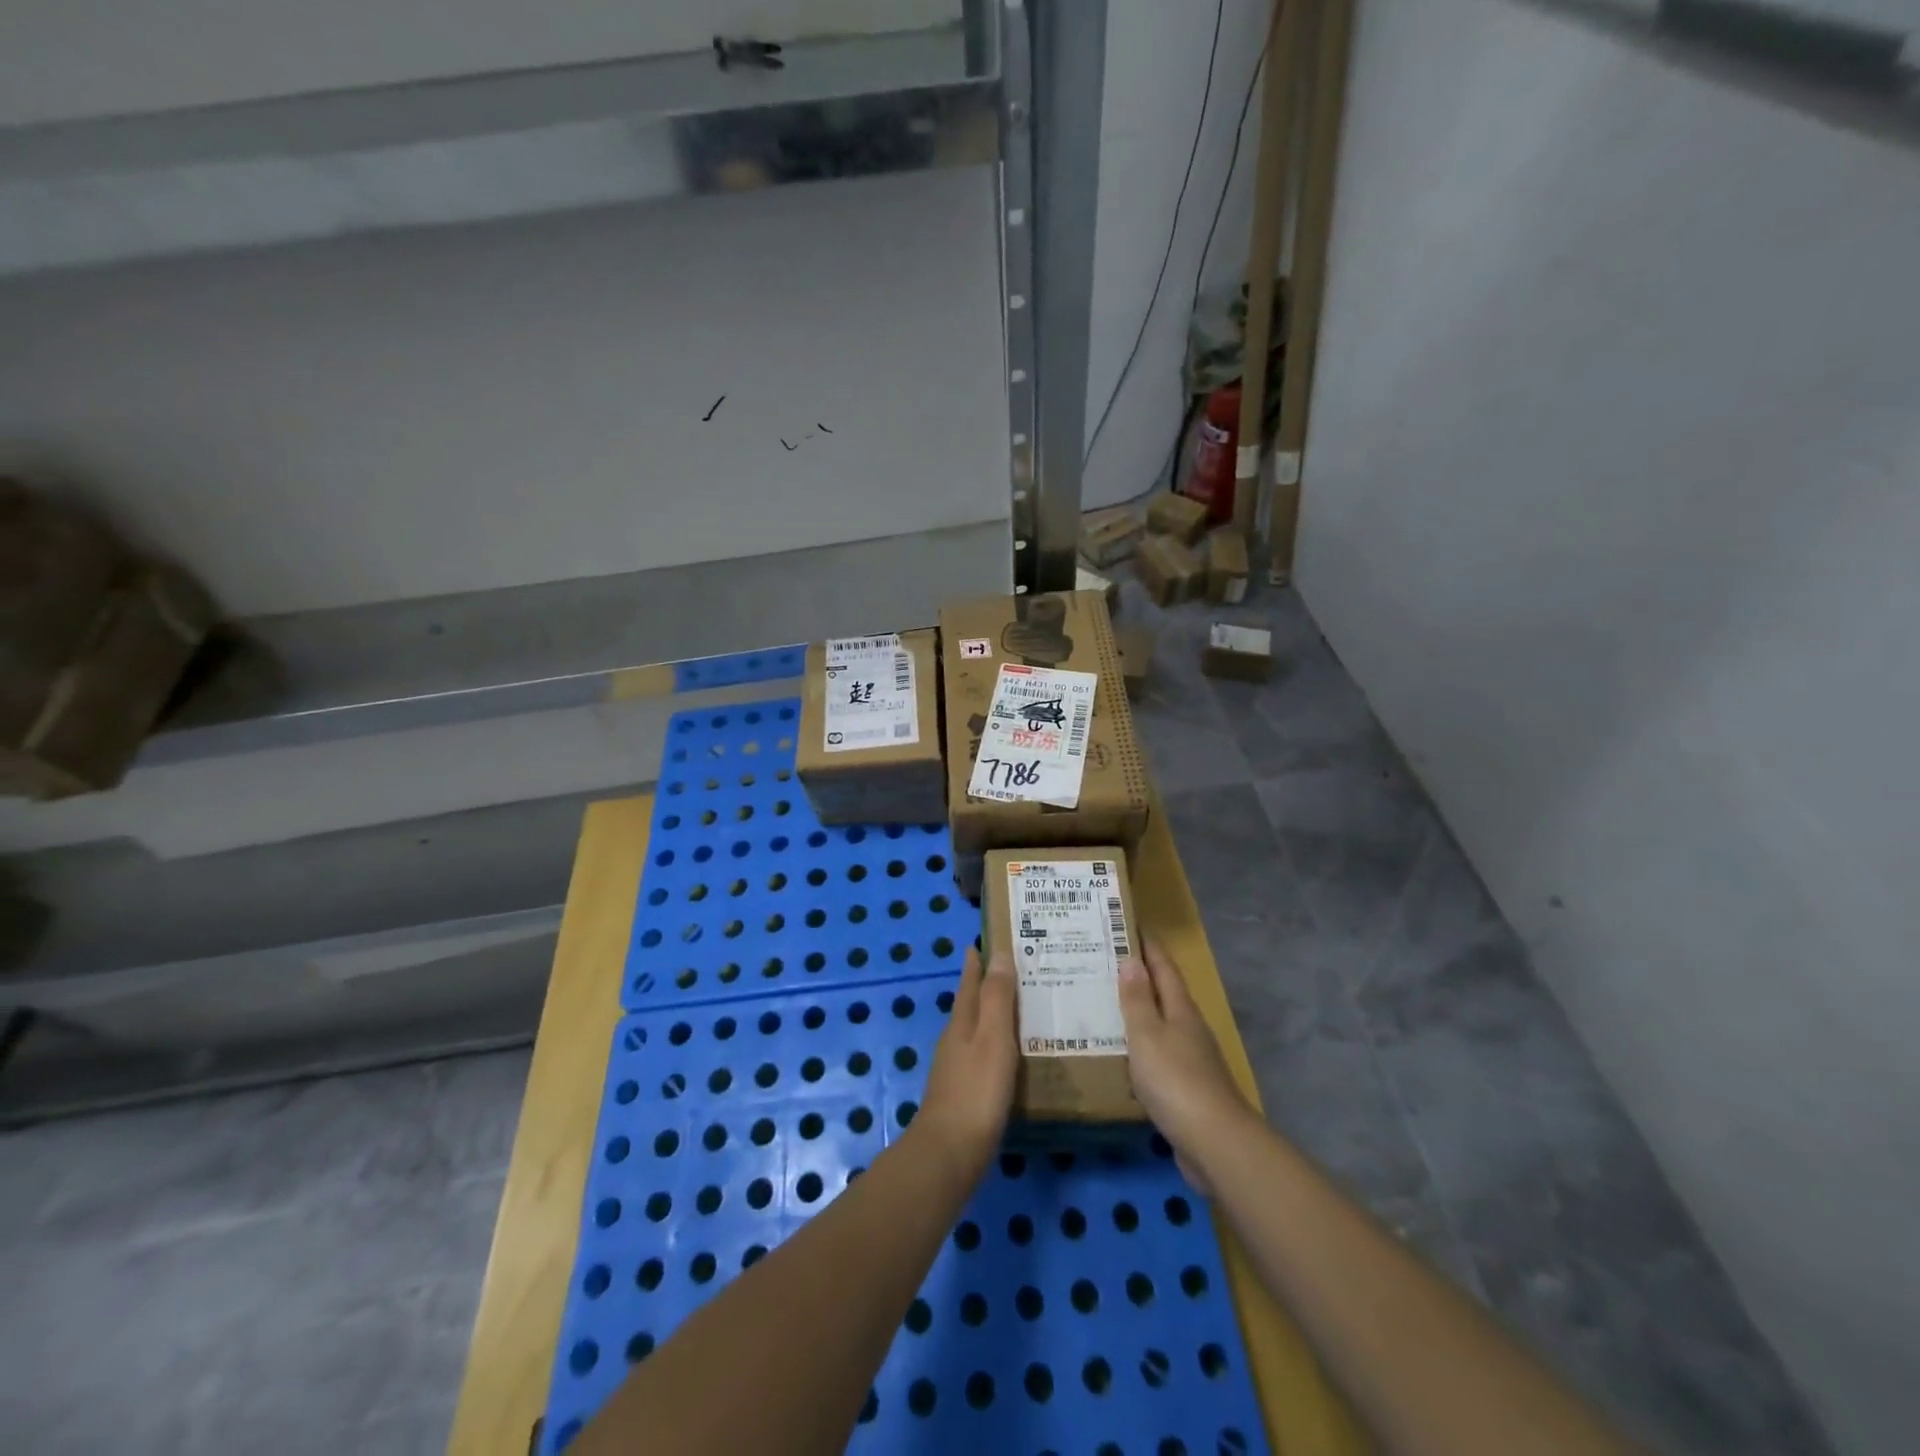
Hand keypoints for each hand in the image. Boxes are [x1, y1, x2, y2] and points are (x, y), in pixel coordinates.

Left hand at [917, 946, 1017, 1179]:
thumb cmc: (976, 1090)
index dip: (976, 962)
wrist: (949, 1153)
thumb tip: (998, 952)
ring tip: (1020, 1007)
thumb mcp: (993, 1038)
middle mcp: (955, 1039)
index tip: (983, 940)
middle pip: (971, 1003)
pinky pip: (983, 1055)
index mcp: (962, 1022)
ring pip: (976, 1029)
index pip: (969, 982)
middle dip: (987, 985)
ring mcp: (956, 1067)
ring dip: (993, 1015)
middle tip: (1014, 969)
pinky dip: (997, 1045)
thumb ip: (997, 998)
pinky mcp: (964, 1092)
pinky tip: (1011, 1055)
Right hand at [1117, 939, 1253, 1194]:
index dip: (1148, 946)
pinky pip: (1157, 1055)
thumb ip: (1137, 1000)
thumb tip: (1131, 961)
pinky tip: (1120, 1053)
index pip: (1164, 967)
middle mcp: (1189, 1028)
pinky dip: (1139, 1046)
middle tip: (1104, 962)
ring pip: (1160, 1025)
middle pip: (1164, 993)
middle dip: (1139, 976)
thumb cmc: (1176, 1080)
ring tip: (1104, 1003)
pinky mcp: (1186, 1088)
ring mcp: (1191, 1059)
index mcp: (1180, 1010)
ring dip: (1137, 1012)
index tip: (1128, 925)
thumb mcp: (1147, 1035)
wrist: (1214, 1143)